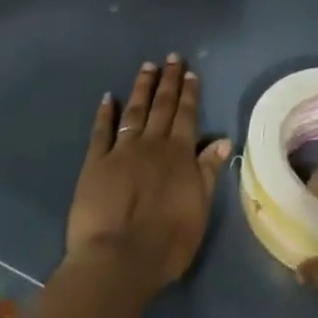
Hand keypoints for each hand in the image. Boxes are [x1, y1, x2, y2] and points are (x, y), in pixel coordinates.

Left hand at [66, 55, 231, 290]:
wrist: (119, 260)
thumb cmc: (167, 241)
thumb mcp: (199, 208)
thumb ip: (208, 172)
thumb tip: (223, 140)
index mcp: (179, 155)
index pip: (187, 116)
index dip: (189, 93)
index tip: (190, 72)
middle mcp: (152, 145)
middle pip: (162, 106)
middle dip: (168, 81)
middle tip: (171, 58)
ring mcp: (121, 151)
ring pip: (134, 111)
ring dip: (141, 88)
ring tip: (146, 67)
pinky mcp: (94, 164)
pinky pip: (101, 132)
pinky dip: (104, 113)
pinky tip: (107, 97)